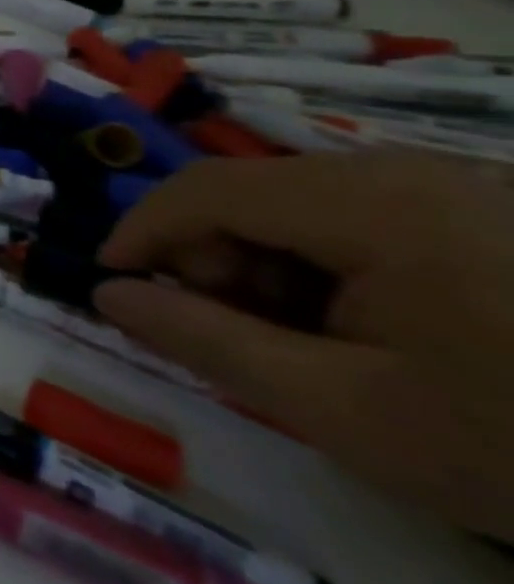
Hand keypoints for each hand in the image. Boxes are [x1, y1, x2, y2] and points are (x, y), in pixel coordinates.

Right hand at [94, 153, 513, 538]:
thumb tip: (108, 293)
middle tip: (231, 334)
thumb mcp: (350, 412)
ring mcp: (462, 186)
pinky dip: (334, 266)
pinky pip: (366, 216)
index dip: (140, 230)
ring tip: (310, 343)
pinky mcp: (494, 210)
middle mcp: (408, 171)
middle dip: (215, 258)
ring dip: (272, 265)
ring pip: (303, 205)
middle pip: (253, 193)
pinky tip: (375, 328)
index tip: (110, 281)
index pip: (203, 190)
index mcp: (372, 204)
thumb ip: (208, 342)